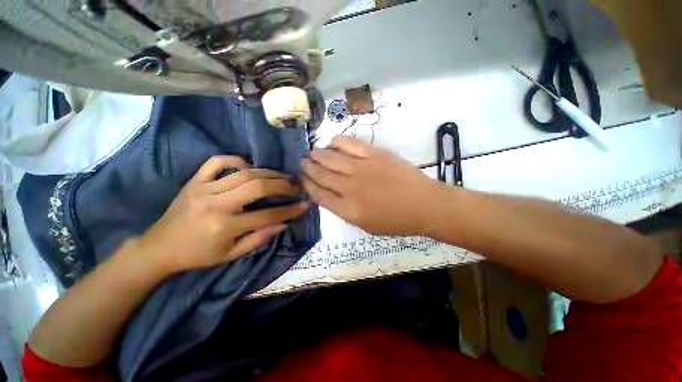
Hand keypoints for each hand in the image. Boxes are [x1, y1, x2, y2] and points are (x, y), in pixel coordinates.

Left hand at [138, 156, 308, 273]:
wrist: (159, 247)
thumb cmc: (198, 254)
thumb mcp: (231, 255)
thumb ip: (260, 239)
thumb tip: (284, 223)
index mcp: (225, 227)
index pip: (268, 215)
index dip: (290, 210)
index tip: (305, 204)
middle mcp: (216, 204)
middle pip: (258, 187)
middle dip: (283, 185)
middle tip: (297, 185)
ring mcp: (203, 188)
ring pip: (244, 173)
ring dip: (269, 173)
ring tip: (283, 176)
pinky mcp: (194, 180)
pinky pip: (218, 162)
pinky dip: (237, 160)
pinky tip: (249, 167)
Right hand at [301, 136, 444, 235]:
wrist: (424, 205)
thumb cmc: (396, 221)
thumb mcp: (366, 225)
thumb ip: (344, 210)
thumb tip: (329, 194)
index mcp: (348, 209)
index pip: (318, 195)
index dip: (307, 185)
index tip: (302, 179)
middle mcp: (350, 188)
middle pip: (321, 174)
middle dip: (308, 167)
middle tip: (303, 162)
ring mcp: (362, 168)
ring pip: (331, 158)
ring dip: (318, 154)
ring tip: (312, 152)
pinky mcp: (374, 154)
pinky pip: (349, 144)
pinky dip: (337, 141)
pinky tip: (332, 142)